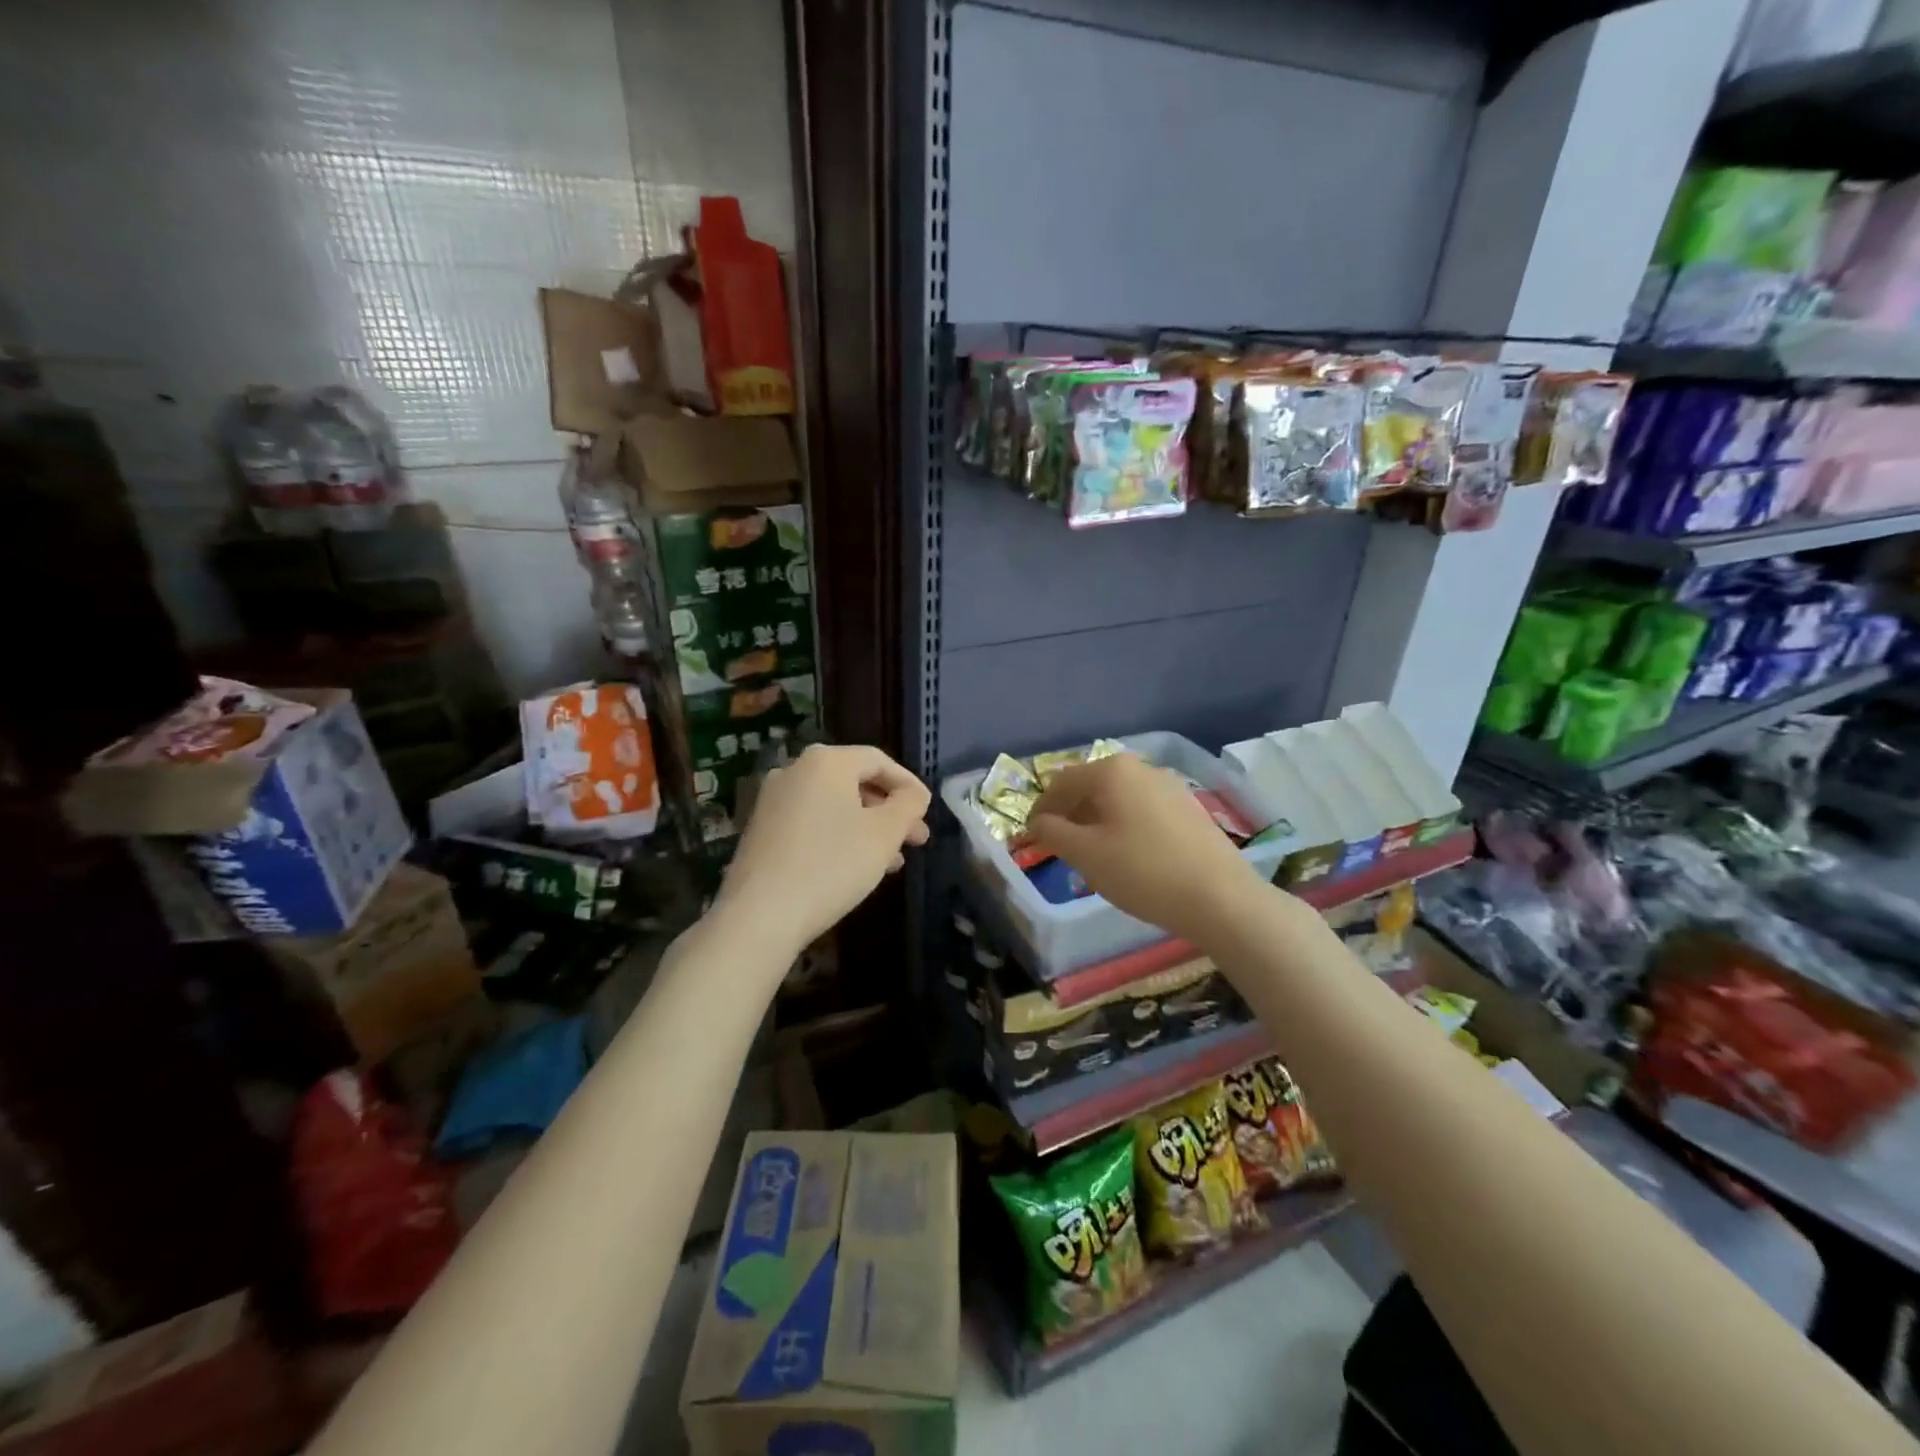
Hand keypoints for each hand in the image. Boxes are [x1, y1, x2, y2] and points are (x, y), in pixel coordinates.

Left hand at [717, 744, 930, 952]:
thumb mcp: (884, 834)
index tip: (927, 812)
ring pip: (834, 805)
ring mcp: (773, 800)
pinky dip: (839, 836)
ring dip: (867, 828)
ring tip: (892, 862)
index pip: (878, 760)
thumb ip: (908, 805)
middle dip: (889, 811)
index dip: (908, 784)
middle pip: (855, 782)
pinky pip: (812, 822)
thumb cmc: (831, 865)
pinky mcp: (761, 829)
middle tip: (916, 840)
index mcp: (825, 761)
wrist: (760, 914)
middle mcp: (795, 770)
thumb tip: (914, 794)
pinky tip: (855, 867)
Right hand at [1028, 753, 1267, 944]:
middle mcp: (1141, 768)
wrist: (1221, 897)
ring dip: (1096, 822)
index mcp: (1112, 770)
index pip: (1061, 782)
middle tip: (1060, 848)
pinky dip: (1123, 826)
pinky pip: (1142, 810)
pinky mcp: (1189, 809)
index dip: (1041, 809)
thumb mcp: (1086, 855)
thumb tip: (1039, 822)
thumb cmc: (1143, 871)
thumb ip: (1053, 833)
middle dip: (1070, 815)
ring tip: (1092, 856)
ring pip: (1118, 799)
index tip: (1031, 837)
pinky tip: (1128, 857)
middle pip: (1091, 786)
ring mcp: (1169, 787)